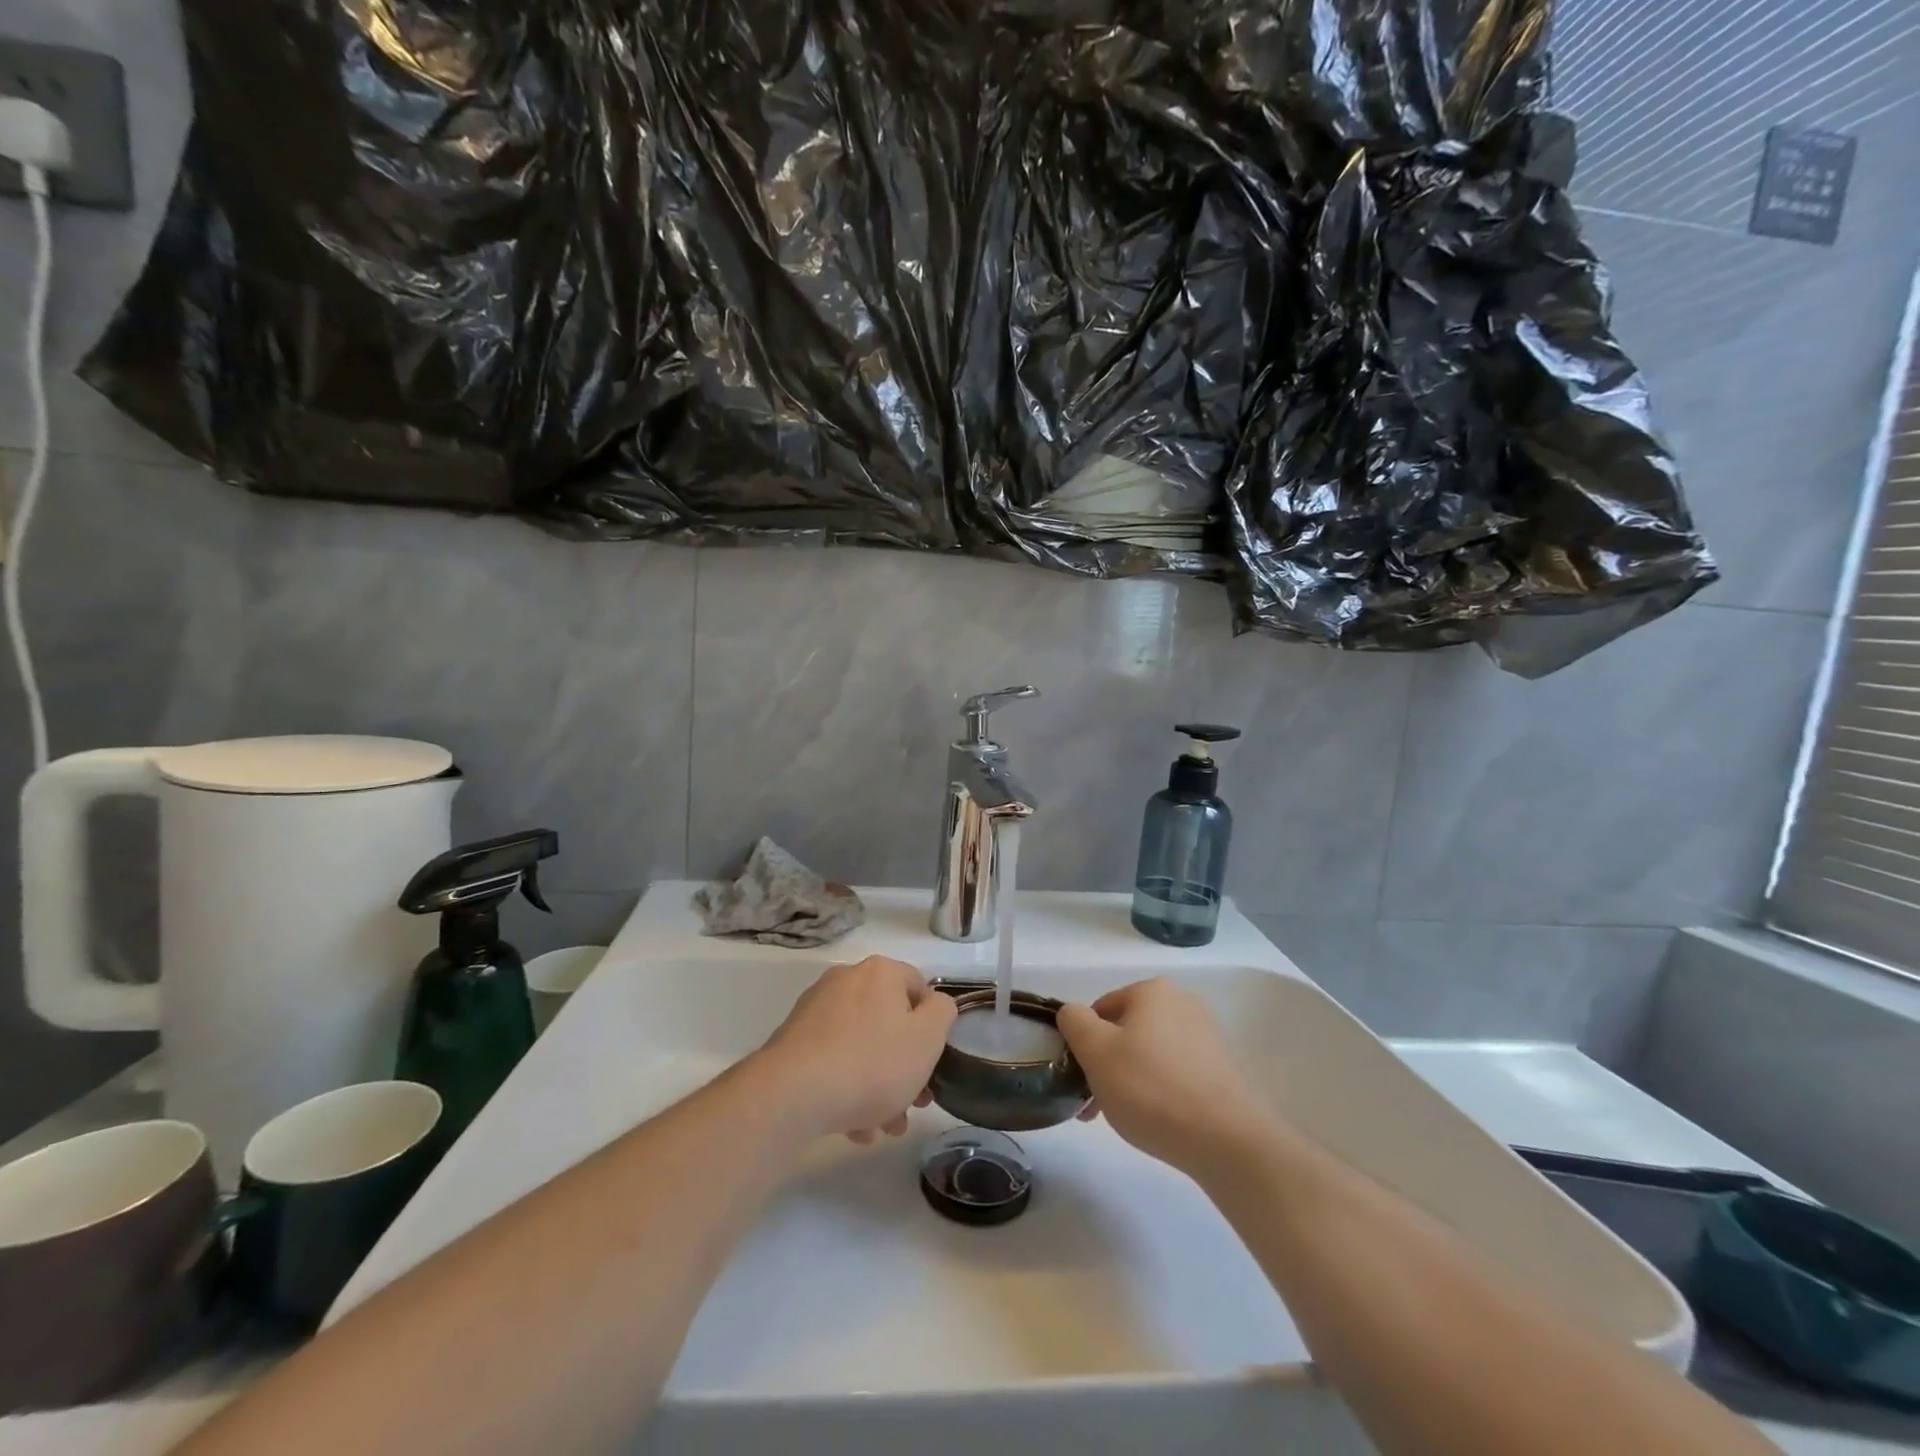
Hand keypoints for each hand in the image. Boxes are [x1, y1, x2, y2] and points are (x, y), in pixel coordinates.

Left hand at [755, 957, 956, 1142]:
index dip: (931, 1027)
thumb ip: (942, 1013)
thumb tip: (934, 1004)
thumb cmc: (871, 1063)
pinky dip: (847, 1089)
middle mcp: (846, 980)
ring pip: (861, 1047)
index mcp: (880, 972)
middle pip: (889, 1022)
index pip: (919, 988)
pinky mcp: (793, 1041)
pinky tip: (853, 1127)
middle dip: (905, 1067)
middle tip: (913, 1105)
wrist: (792, 1095)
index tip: (933, 1064)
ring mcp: (815, 1010)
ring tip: (882, 1127)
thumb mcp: (927, 1039)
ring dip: (878, 1086)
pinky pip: (833, 1061)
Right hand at [1057, 978, 1271, 1176]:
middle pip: (1127, 1031)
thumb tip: (1073, 1014)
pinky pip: (1176, 1072)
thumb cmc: (1151, 1088)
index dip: (1084, 1044)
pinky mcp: (1222, 1068)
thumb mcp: (1095, 1051)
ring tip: (1127, 1118)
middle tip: (1097, 1105)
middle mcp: (1182, 1003)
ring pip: (1150, 1053)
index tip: (1082, 1080)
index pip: (1101, 1009)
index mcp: (1152, 991)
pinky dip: (1160, 1090)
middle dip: (1108, 1065)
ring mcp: (1206, 1035)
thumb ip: (1074, 1022)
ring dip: (1131, 1079)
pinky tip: (1158, 1120)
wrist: (1226, 1139)